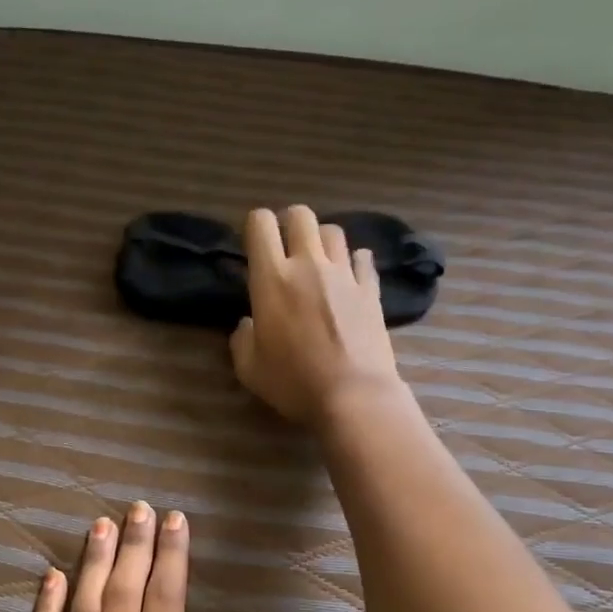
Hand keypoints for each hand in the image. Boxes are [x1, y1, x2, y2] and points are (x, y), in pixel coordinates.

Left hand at [17, 503, 262, 611]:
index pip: (165, 603)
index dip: (172, 557)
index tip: (175, 521)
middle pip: (124, 594)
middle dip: (134, 546)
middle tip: (139, 508)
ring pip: (82, 608)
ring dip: (93, 563)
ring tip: (101, 525)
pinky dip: (45, 608)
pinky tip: (51, 577)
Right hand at [230, 204, 402, 427]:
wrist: (354, 396)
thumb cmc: (294, 383)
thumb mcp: (249, 368)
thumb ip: (242, 338)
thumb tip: (248, 323)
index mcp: (272, 279)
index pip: (260, 223)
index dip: (255, 227)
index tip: (254, 247)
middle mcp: (308, 265)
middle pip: (302, 215)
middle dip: (290, 223)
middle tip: (286, 248)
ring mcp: (344, 274)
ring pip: (334, 231)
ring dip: (321, 241)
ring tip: (318, 262)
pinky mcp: (371, 290)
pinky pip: (363, 259)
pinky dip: (353, 262)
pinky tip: (348, 278)